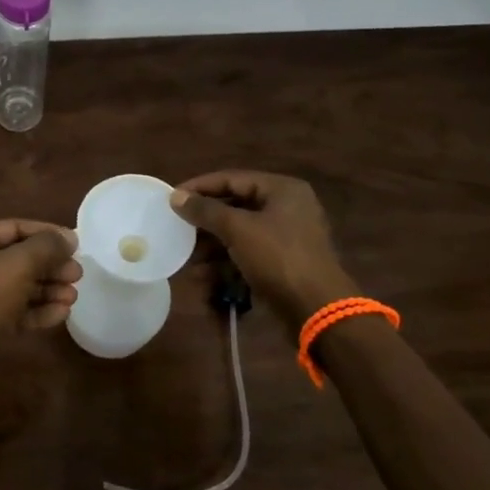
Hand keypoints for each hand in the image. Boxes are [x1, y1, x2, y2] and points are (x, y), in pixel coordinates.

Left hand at [0, 219, 80, 359]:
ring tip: (73, 296)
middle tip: (77, 274)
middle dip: (50, 266)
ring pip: (17, 286)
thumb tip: (69, 237)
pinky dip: (36, 310)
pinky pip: (13, 311)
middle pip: (17, 258)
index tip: (74, 244)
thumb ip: (46, 246)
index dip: (46, 233)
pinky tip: (61, 314)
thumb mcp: (19, 264)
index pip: (13, 228)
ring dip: (47, 290)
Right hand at [170, 170, 357, 323]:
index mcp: (282, 190)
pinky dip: (226, 264)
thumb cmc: (278, 258)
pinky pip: (247, 255)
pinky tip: (204, 278)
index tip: (172, 198)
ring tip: (189, 261)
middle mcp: (286, 208)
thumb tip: (176, 197)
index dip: (200, 187)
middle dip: (205, 223)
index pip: (232, 178)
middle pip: (234, 207)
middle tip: (178, 230)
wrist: (317, 310)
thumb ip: (205, 210)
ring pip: (239, 234)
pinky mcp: (282, 264)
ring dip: (212, 248)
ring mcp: (285, 238)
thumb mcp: (238, 229)